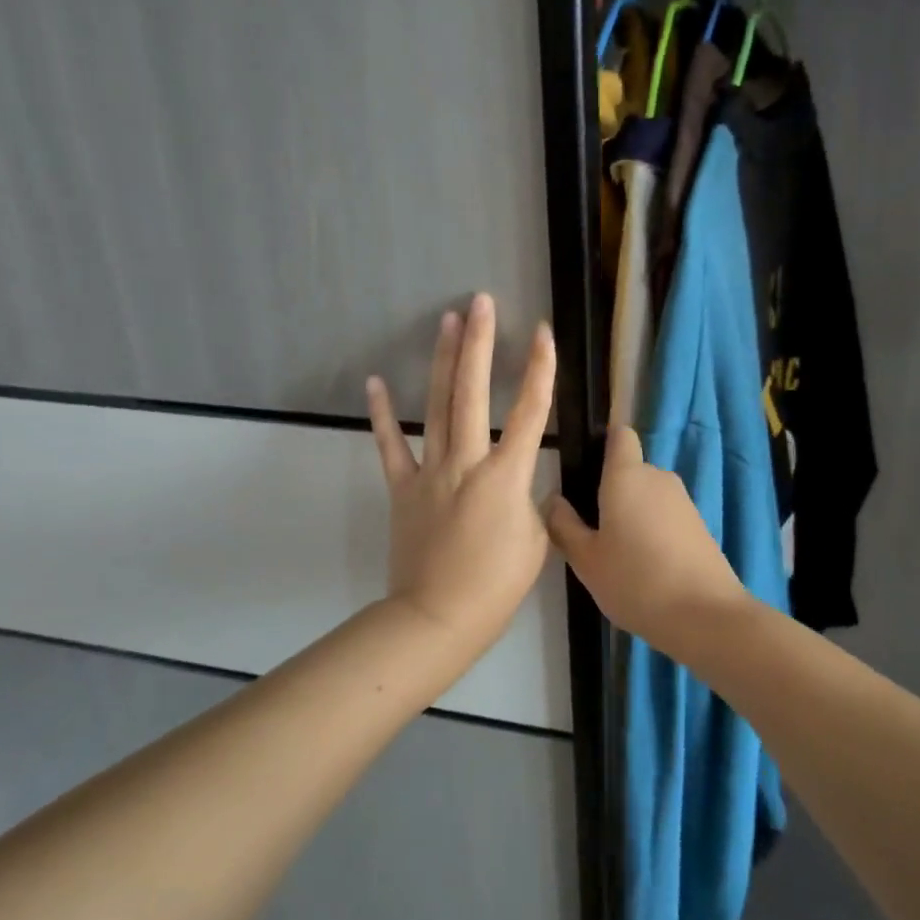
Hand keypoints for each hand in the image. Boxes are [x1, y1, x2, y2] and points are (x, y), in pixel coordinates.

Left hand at [366, 294, 555, 656]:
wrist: (437, 618)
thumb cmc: (496, 586)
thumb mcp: (536, 541)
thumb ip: (530, 501)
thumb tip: (522, 483)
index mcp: (506, 476)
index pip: (529, 412)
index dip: (540, 369)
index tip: (543, 332)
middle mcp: (466, 461)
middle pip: (474, 392)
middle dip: (481, 343)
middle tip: (482, 302)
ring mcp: (430, 471)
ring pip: (438, 406)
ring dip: (444, 361)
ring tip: (448, 321)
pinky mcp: (402, 488)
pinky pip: (390, 446)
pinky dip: (382, 414)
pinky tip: (376, 381)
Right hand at [544, 426, 746, 643]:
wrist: (705, 616)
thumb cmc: (635, 581)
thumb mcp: (586, 560)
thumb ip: (564, 526)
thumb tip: (554, 500)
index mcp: (627, 475)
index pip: (619, 434)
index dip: (602, 442)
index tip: (584, 467)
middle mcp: (658, 477)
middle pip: (630, 470)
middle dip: (609, 491)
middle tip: (589, 530)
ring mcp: (683, 501)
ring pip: (647, 496)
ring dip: (631, 514)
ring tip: (615, 555)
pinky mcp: (699, 525)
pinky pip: (665, 516)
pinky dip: (652, 531)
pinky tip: (643, 568)